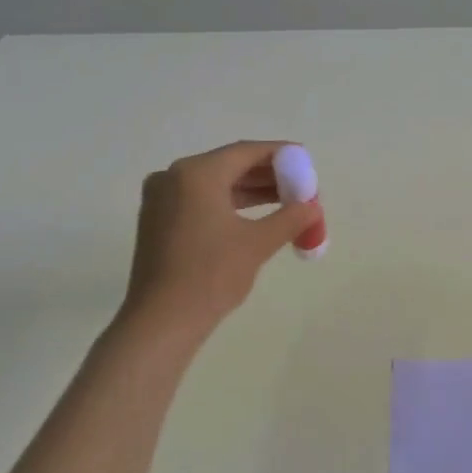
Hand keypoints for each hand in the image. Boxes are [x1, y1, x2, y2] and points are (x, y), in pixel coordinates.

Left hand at [119, 141, 321, 336]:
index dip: (279, 155)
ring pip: (215, 184)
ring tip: (286, 202)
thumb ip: (290, 218)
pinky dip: (228, 204)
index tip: (305, 161)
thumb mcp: (258, 243)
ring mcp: (161, 199)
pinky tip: (255, 217)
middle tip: (300, 186)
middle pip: (229, 165)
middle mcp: (173, 177)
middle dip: (267, 175)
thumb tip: (313, 207)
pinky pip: (200, 200)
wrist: (162, 320)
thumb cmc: (211, 275)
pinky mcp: (158, 221)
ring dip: (250, 191)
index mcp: (196, 174)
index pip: (246, 152)